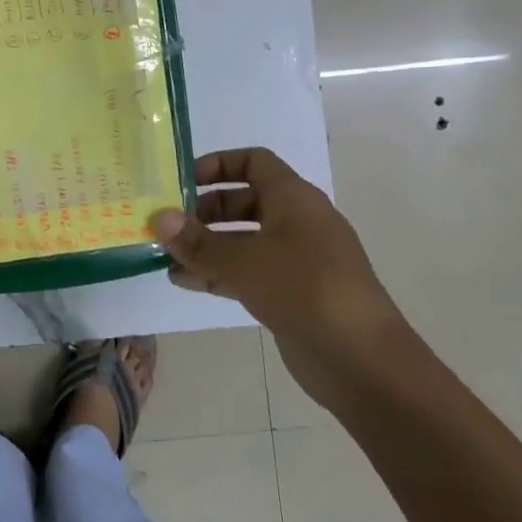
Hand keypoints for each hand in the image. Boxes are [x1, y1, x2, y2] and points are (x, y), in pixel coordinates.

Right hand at [153, 148, 402, 410]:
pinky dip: (218, 272)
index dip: (218, 164)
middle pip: (244, 201)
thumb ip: (198, 241)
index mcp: (294, 199)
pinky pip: (248, 272)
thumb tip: (159, 218)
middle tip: (169, 223)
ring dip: (206, 245)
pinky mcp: (292, 293)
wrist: (361, 359)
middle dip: (204, 210)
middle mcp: (296, 222)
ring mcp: (296, 260)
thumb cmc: (304, 290)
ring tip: (167, 255)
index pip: (254, 162)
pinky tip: (184, 282)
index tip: (183, 181)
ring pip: (244, 240)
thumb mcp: (243, 261)